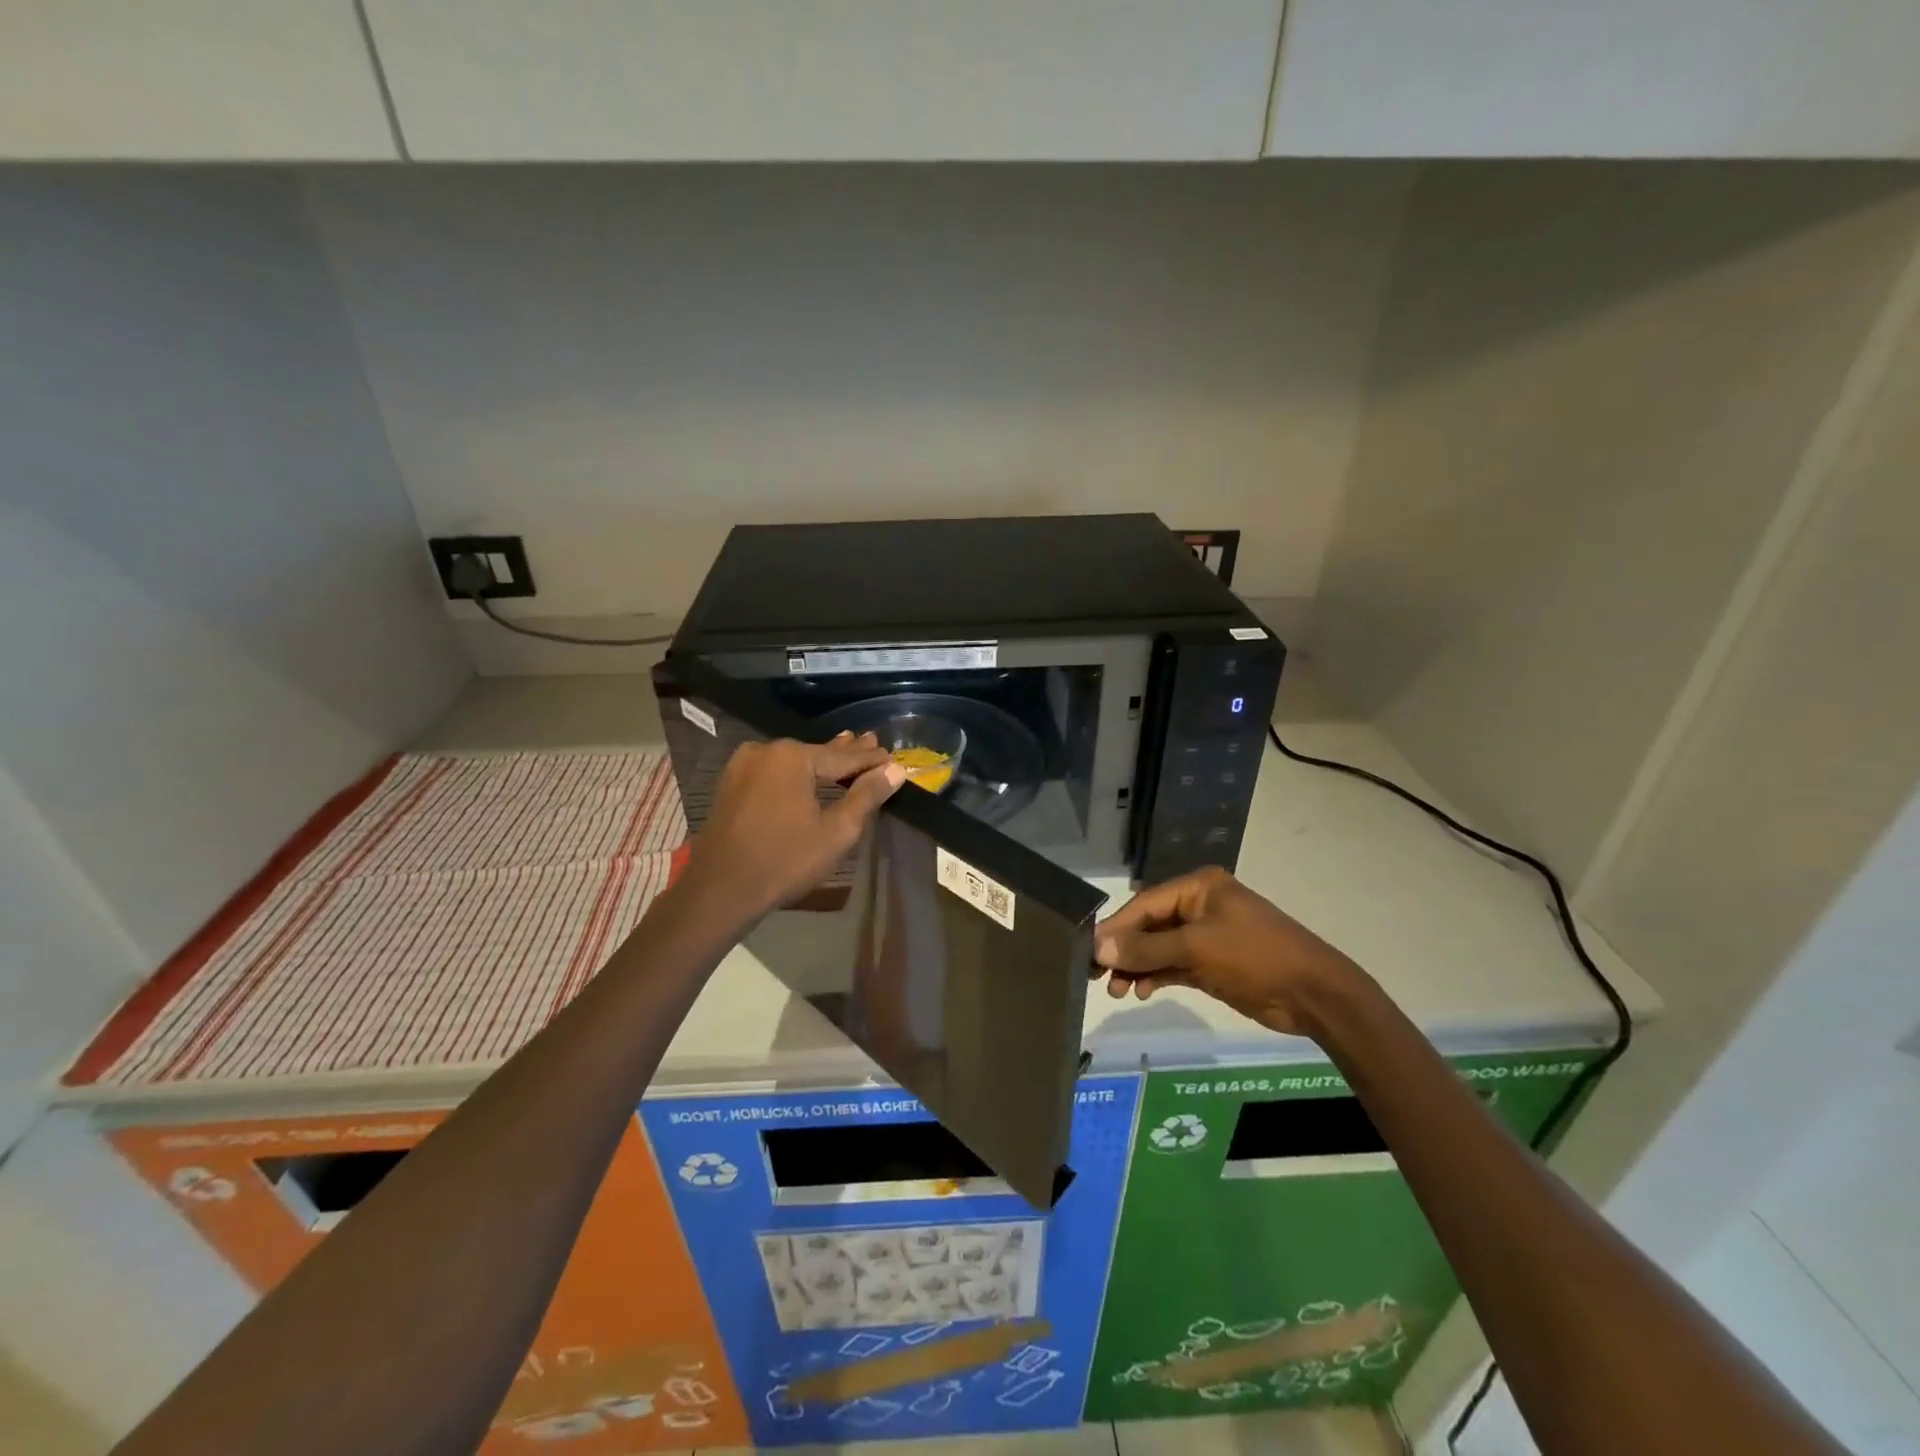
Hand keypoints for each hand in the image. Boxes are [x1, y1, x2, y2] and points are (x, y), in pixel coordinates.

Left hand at [681, 732, 905, 922]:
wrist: (720, 889)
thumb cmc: (785, 861)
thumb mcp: (836, 831)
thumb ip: (866, 796)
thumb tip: (895, 770)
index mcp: (793, 757)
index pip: (844, 757)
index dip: (871, 760)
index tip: (894, 758)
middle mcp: (767, 750)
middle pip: (818, 753)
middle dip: (847, 753)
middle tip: (874, 742)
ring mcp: (744, 764)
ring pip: (794, 761)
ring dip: (821, 761)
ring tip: (847, 746)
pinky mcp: (731, 782)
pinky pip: (775, 771)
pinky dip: (797, 772)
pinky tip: (809, 771)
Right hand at [1093, 866, 1364, 1035]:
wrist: (1314, 995)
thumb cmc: (1255, 956)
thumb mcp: (1197, 949)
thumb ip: (1146, 949)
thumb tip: (1098, 947)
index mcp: (1198, 888)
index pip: (1145, 904)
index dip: (1116, 928)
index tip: (1088, 950)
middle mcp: (1199, 906)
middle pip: (1149, 926)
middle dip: (1124, 950)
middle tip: (1097, 975)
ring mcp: (1206, 936)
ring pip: (1159, 949)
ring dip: (1137, 967)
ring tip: (1117, 991)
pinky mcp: (1211, 964)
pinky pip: (1173, 966)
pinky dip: (1155, 977)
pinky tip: (1140, 991)